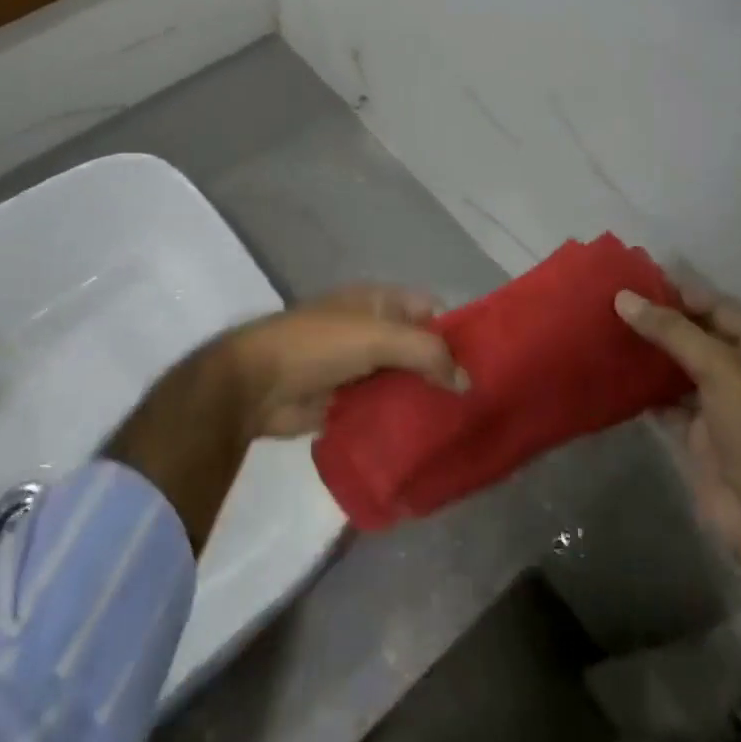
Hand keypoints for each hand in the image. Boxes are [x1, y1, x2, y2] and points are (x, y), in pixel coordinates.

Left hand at [225, 284, 468, 438]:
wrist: (256, 383)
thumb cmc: (318, 345)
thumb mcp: (376, 337)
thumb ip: (425, 352)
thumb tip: (465, 381)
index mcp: (378, 301)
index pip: (430, 309)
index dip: (456, 332)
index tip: (484, 364)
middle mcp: (372, 329)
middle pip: (419, 348)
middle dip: (444, 371)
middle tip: (478, 403)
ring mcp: (359, 366)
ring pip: (403, 380)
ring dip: (424, 398)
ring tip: (460, 426)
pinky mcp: (347, 400)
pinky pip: (383, 407)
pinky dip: (401, 419)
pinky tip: (426, 440)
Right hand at [615, 281, 740, 570]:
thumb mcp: (721, 369)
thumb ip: (672, 331)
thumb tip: (623, 297)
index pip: (714, 306)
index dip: (676, 291)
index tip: (629, 278)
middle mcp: (740, 372)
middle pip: (692, 335)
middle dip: (654, 320)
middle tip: (605, 300)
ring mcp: (716, 405)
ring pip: (673, 368)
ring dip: (643, 352)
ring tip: (599, 328)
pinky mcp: (694, 435)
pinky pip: (660, 401)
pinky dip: (638, 388)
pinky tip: (607, 371)